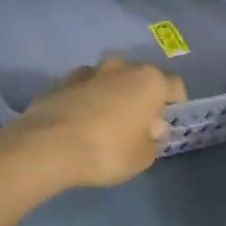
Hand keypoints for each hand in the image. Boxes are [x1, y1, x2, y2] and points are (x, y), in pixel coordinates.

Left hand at [1, 56, 186, 188]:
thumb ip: (152, 140)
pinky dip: (85, 101)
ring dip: (111, 95)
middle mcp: (121, 67)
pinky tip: (79, 123)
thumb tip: (150, 128)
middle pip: (139, 78)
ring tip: (105, 122)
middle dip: (141, 97)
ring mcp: (88, 71)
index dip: (176, 103)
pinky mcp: (60, 82)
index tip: (169, 120)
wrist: (48, 146)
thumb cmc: (107, 151)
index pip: (175, 86)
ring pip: (109, 80)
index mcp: (149, 81)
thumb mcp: (142, 158)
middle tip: (136, 123)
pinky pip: (82, 90)